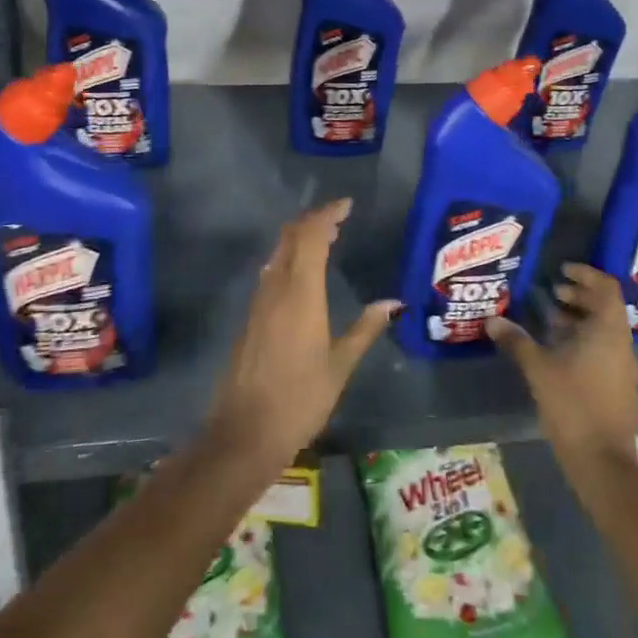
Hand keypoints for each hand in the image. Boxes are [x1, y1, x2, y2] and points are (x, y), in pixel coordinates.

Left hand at [206, 199, 398, 475]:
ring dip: (299, 238)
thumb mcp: (340, 366)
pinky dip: (288, 258)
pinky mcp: (250, 317)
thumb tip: (393, 302)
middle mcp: (276, 288)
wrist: (244, 432)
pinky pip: (270, 271)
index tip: (347, 205)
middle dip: (313, 221)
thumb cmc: (300, 399)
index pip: (311, 237)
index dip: (327, 215)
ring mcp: (259, 302)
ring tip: (325, 238)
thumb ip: (365, 329)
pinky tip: (301, 272)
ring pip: (277, 253)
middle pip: (290, 238)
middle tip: (338, 218)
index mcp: (301, 293)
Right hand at [488, 263, 637, 473]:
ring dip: (579, 319)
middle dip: (579, 296)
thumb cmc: (573, 405)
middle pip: (605, 307)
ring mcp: (623, 367)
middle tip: (552, 292)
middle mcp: (621, 344)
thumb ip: (516, 341)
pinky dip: (583, 340)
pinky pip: (603, 349)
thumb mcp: (538, 369)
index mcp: (608, 331)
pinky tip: (557, 352)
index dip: (586, 274)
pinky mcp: (618, 386)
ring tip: (549, 319)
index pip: (607, 288)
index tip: (562, 270)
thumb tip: (492, 320)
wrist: (602, 462)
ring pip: (604, 330)